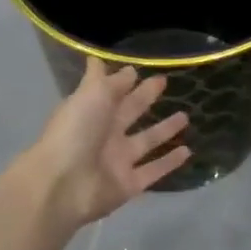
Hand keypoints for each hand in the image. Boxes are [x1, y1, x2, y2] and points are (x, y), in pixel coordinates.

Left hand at [23, 57, 190, 229]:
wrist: (62, 185)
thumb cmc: (75, 132)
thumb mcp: (92, 95)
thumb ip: (109, 80)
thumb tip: (121, 64)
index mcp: (92, 111)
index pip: (113, 91)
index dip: (127, 80)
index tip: (145, 69)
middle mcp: (105, 134)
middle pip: (130, 112)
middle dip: (146, 98)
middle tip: (166, 83)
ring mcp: (117, 161)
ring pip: (146, 141)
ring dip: (164, 130)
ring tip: (186, 117)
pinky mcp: (129, 185)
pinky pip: (154, 170)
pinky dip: (169, 162)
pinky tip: (188, 151)